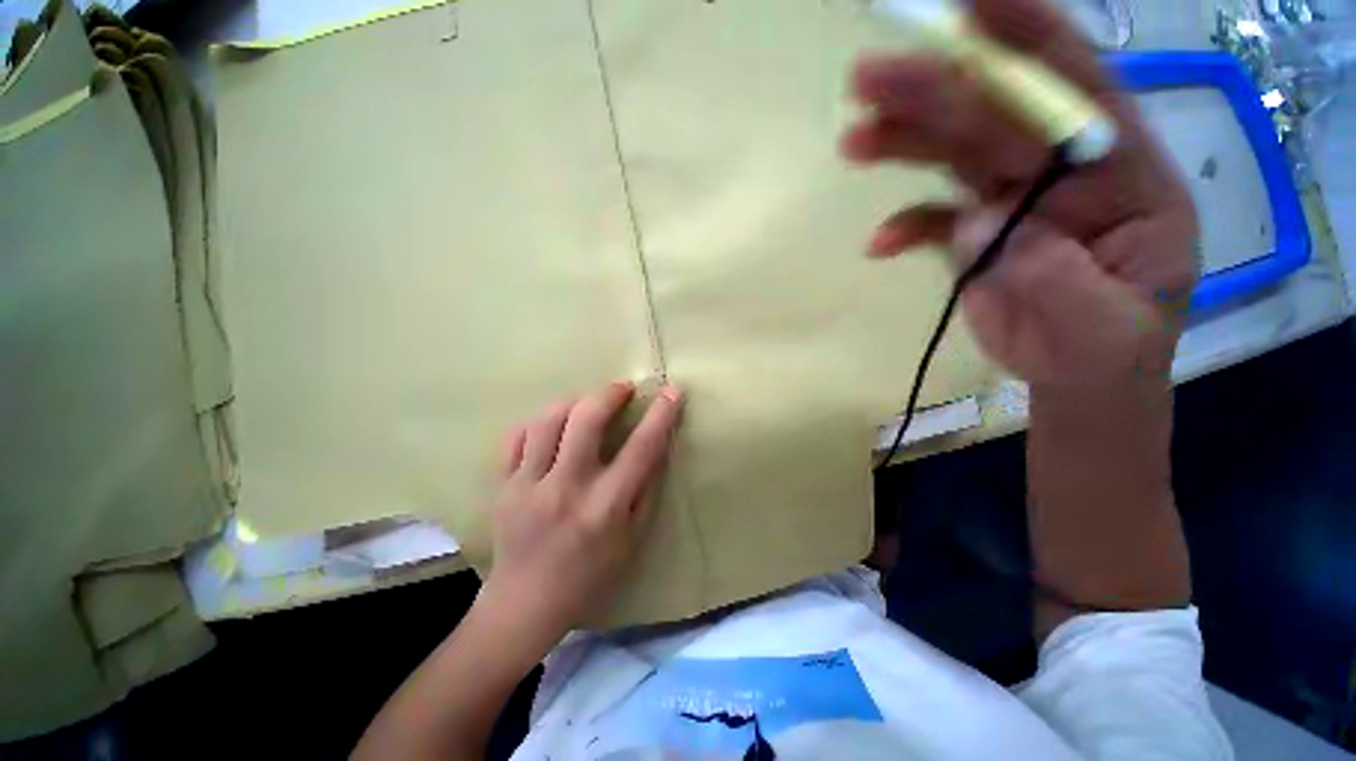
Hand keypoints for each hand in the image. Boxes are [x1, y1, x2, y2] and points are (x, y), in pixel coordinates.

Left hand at [478, 381, 683, 637]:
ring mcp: (527, 485)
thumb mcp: (632, 540)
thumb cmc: (589, 577)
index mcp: (605, 507)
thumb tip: (657, 445)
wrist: (523, 606)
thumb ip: (645, 489)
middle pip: (586, 420)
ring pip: (549, 420)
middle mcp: (566, 489)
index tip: (672, 390)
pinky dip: (539, 424)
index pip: (641, 448)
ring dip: (574, 403)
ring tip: (587, 405)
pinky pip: (517, 437)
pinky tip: (552, 429)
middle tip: (622, 389)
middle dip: (609, 393)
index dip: (661, 414)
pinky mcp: (502, 486)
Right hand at [842, 0, 1197, 386]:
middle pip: (998, 117)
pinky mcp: (975, 234)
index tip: (974, 2)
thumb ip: (1053, 275)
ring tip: (855, 140)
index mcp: (1126, 177)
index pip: (1082, 94)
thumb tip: (980, 223)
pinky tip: (880, 243)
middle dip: (935, 91)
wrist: (1080, 378)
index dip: (1032, 40)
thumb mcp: (1105, 328)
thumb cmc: (1112, 352)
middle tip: (867, 78)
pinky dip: (905, 224)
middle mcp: (1068, 172)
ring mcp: (1014, 202)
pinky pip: (933, 219)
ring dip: (905, 144)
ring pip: (957, 155)